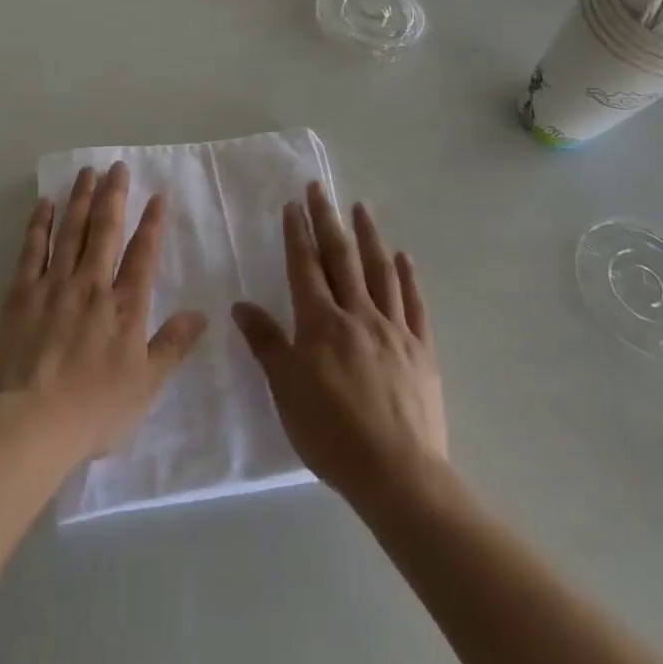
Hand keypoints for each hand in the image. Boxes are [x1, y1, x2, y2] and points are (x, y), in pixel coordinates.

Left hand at [0, 162, 207, 461]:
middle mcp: (91, 285)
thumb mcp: (145, 386)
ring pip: (71, 231)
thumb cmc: (93, 410)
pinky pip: (32, 249)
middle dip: (114, 196)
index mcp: (124, 307)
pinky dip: (40, 224)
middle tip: (117, 167)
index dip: (152, 223)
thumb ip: (173, 346)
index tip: (157, 194)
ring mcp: (54, 285)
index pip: (143, 255)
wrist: (30, 423)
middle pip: (105, 231)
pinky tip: (45, 203)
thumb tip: (202, 314)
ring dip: (81, 199)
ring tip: (87, 172)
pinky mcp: (20, 293)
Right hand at [232, 183, 446, 505]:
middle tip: (321, 188)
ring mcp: (393, 329)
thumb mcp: (286, 390)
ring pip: (380, 271)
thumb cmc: (331, 433)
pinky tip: (404, 257)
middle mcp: (357, 314)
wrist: (397, 474)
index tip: (293, 205)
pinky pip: (414, 304)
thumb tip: (241, 305)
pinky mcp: (421, 350)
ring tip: (362, 207)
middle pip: (341, 258)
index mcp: (321, 323)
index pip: (306, 266)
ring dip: (369, 236)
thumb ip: (266, 343)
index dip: (298, 234)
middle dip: (328, 220)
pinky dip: (408, 277)